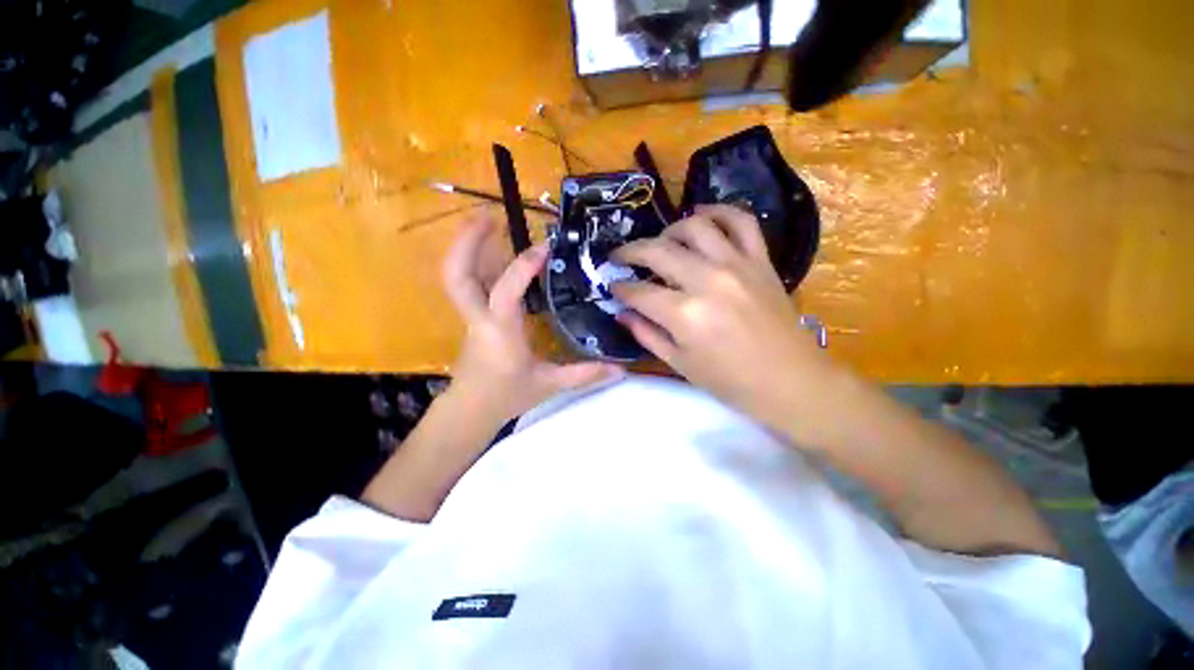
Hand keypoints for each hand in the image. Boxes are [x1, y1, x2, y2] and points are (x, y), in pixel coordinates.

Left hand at [443, 214, 622, 425]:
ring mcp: (472, 316)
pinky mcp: (473, 317)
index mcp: (500, 331)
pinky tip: (494, 252)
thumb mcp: (549, 385)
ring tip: (487, 221)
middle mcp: (480, 318)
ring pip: (458, 276)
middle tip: (488, 215)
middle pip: (457, 275)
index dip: (523, 266)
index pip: (506, 292)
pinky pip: (471, 284)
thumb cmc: (507, 396)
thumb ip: (585, 375)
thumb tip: (621, 370)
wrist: (471, 410)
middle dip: (468, 242)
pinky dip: (477, 262)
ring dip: (469, 246)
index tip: (544, 247)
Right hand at [611, 205, 831, 422]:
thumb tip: (622, 312)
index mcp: (685, 315)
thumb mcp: (679, 363)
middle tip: (620, 258)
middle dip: (630, 252)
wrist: (791, 381)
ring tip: (660, 242)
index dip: (621, 288)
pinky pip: (740, 221)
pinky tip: (703, 218)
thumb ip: (646, 334)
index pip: (639, 291)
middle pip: (658, 251)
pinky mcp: (760, 260)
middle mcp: (707, 281)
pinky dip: (719, 212)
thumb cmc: (731, 382)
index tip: (613, 286)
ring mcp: (737, 265)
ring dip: (669, 230)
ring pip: (695, 226)